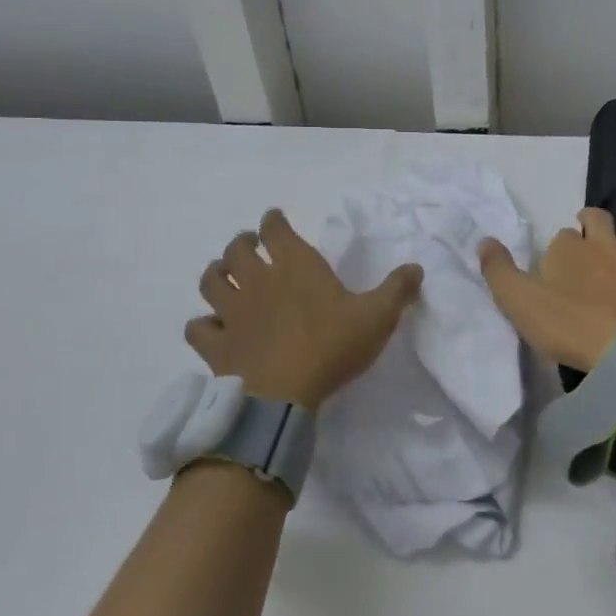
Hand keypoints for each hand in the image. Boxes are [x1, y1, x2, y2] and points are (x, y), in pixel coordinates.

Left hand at [185, 209, 422, 410]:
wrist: (282, 395)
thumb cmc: (332, 347)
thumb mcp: (378, 317)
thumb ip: (398, 289)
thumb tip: (416, 267)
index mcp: (296, 266)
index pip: (275, 229)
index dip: (273, 221)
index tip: (274, 219)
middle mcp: (259, 281)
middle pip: (237, 250)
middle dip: (241, 242)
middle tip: (248, 245)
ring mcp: (232, 312)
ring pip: (211, 281)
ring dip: (216, 273)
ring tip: (223, 275)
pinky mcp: (216, 345)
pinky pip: (198, 328)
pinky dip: (202, 324)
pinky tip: (211, 327)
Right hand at [478, 197, 615, 370]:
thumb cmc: (566, 328)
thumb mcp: (518, 302)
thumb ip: (498, 271)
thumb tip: (483, 241)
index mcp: (568, 249)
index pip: (559, 237)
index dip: (558, 246)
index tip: (556, 262)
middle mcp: (605, 244)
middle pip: (596, 218)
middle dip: (590, 217)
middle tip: (586, 226)